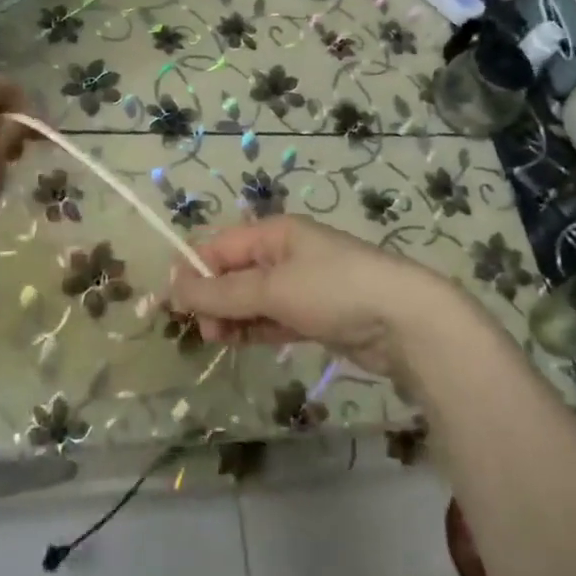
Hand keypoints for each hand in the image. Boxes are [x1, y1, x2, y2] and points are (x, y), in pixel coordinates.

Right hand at [166, 215, 461, 385]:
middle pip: (234, 272)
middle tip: (204, 330)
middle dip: (213, 298)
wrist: (404, 322)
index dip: (194, 271)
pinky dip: (254, 328)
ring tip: (219, 340)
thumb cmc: (334, 290)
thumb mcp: (273, 288)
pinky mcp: (314, 315)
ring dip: (231, 317)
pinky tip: (238, 342)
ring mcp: (301, 285)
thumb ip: (222, 293)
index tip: (172, 304)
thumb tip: (172, 288)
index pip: (221, 246)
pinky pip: (272, 318)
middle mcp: (285, 253)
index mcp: (275, 233)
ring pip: (251, 299)